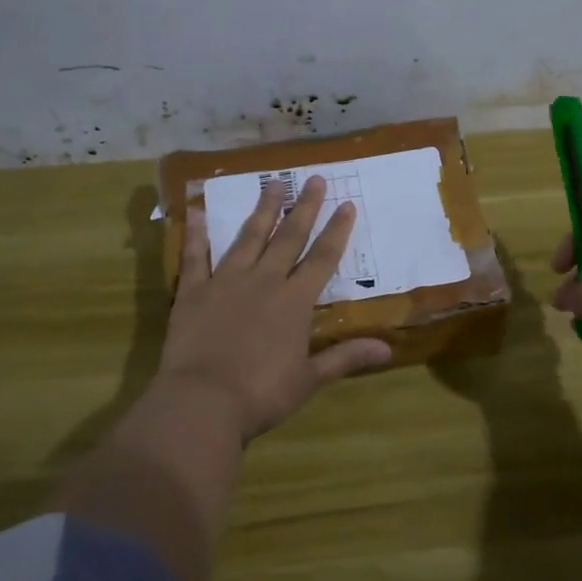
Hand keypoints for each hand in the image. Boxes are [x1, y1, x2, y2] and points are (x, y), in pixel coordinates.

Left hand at [158, 176, 391, 441]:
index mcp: (294, 302)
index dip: (337, 231)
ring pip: (248, 238)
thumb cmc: (261, 394)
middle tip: (313, 178)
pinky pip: (195, 256)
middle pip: (288, 238)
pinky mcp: (193, 292)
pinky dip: (197, 234)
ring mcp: (226, 282)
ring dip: (262, 210)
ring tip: (272, 183)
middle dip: (304, 208)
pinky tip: (198, 211)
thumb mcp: (309, 379)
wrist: (203, 401)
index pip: (322, 258)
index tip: (347, 204)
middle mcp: (263, 281)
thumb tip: (388, 349)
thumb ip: (345, 357)